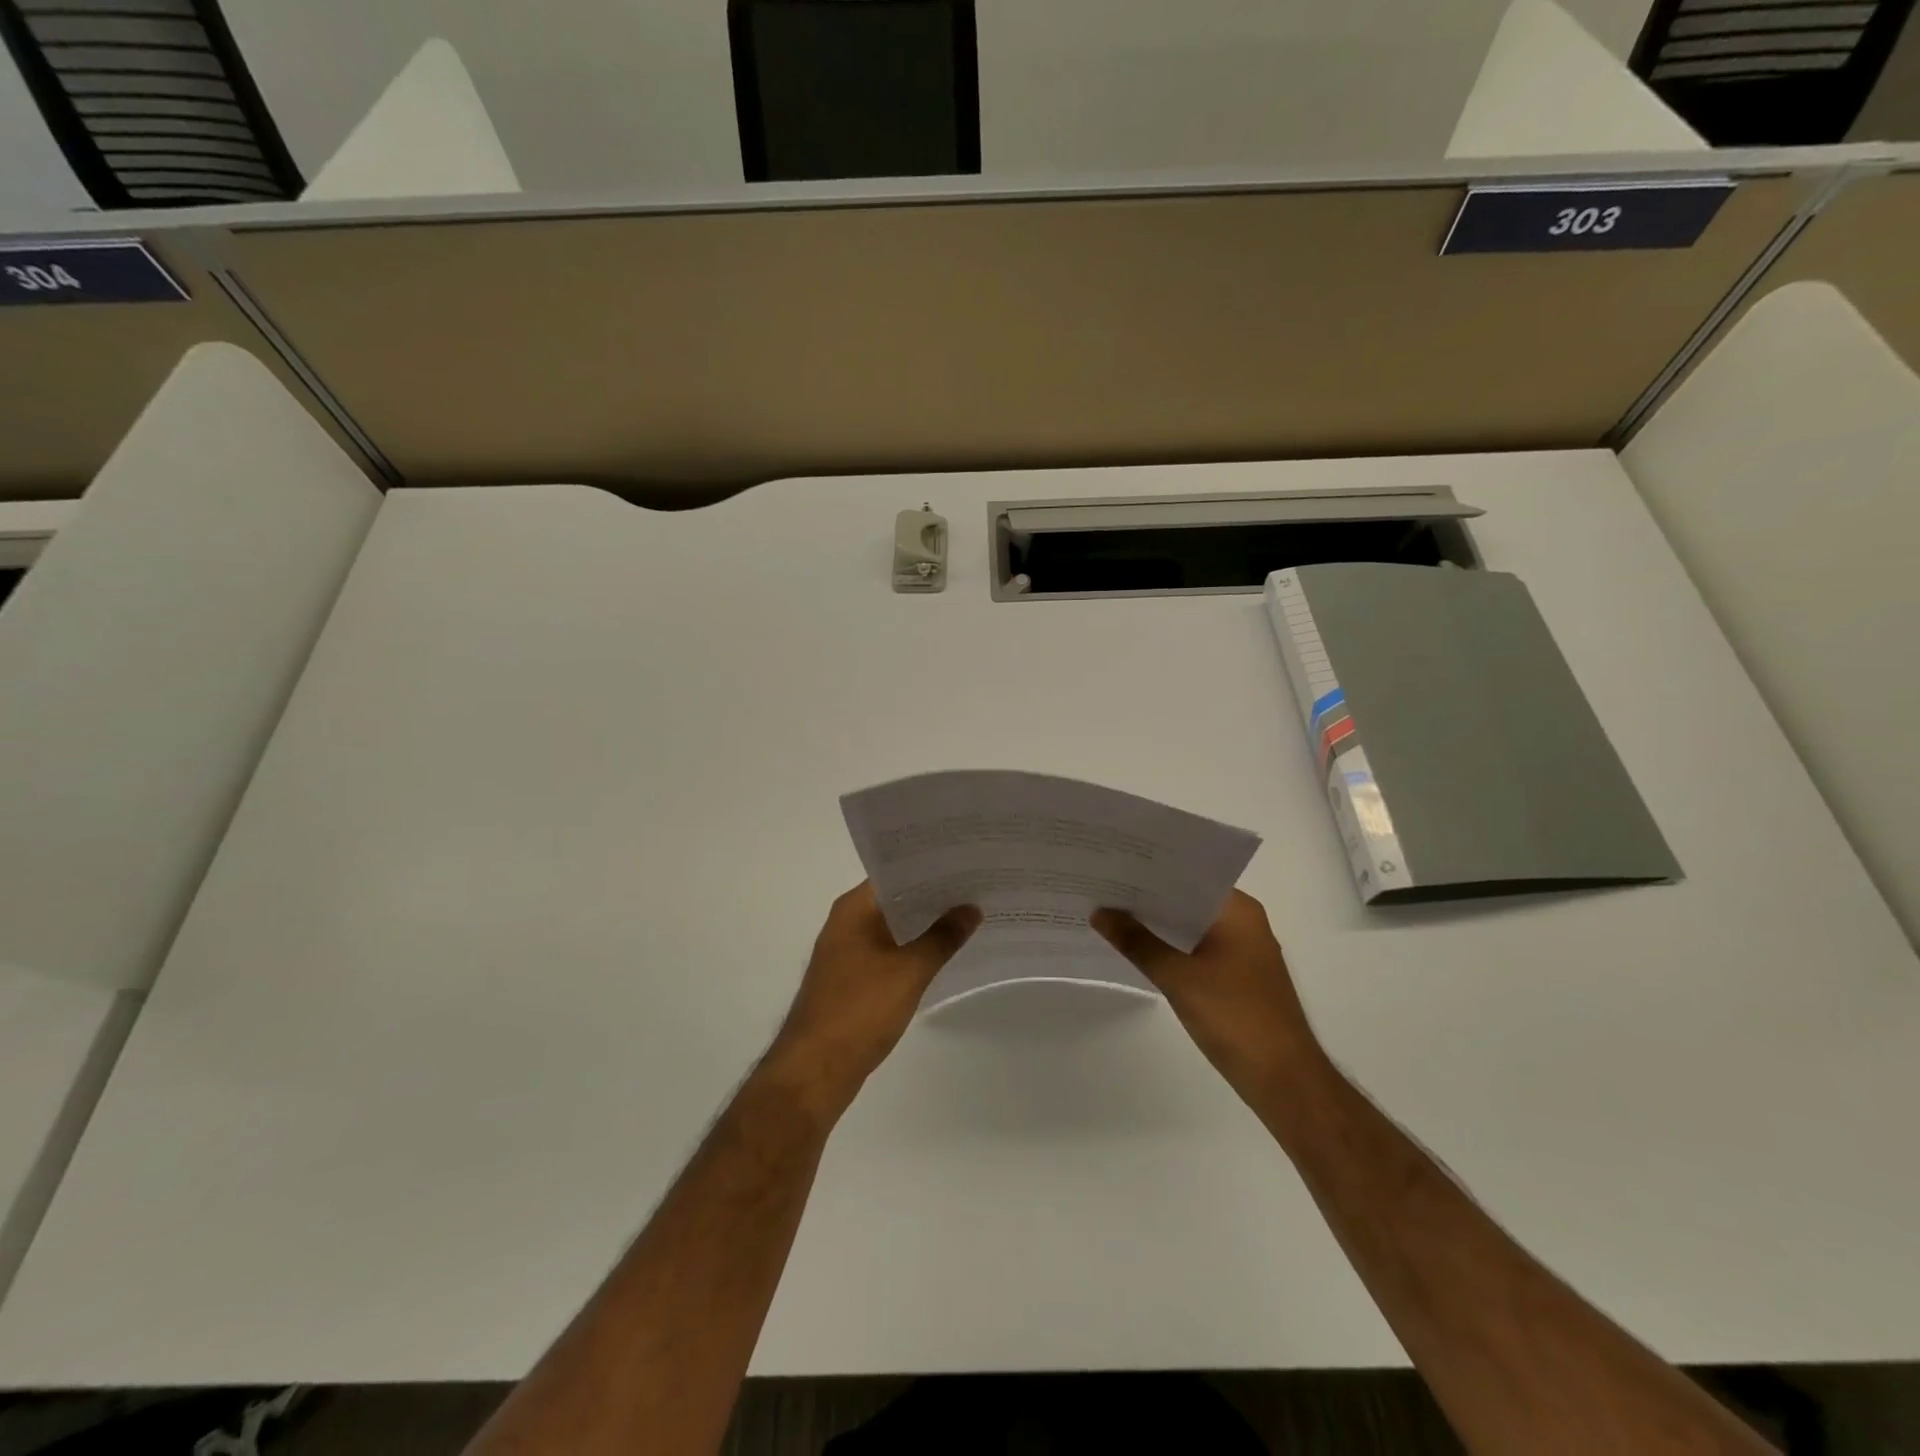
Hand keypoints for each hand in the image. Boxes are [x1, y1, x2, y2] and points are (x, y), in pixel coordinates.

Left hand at [765, 883, 980, 1120]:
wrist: (815, 1070)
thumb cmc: (859, 1010)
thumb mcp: (909, 971)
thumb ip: (942, 937)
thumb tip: (970, 908)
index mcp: (853, 909)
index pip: (896, 873)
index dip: (930, 866)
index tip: (965, 862)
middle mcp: (847, 923)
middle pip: (896, 899)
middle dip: (934, 896)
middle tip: (978, 886)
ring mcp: (848, 952)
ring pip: (894, 927)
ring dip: (925, 924)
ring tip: (969, 915)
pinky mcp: (853, 980)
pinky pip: (890, 952)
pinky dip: (914, 949)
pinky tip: (944, 953)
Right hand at [1092, 890, 1325, 1098]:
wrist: (1283, 1079)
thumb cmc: (1235, 1017)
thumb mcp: (1178, 977)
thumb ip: (1137, 942)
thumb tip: (1099, 912)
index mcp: (1237, 910)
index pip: (1188, 874)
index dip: (1149, 869)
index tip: (1112, 863)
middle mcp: (1243, 922)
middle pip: (1187, 898)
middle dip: (1147, 896)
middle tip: (1101, 886)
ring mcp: (1242, 950)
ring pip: (1190, 925)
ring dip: (1157, 923)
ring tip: (1109, 912)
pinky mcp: (1236, 976)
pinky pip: (1196, 947)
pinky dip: (1170, 946)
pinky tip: (1137, 948)